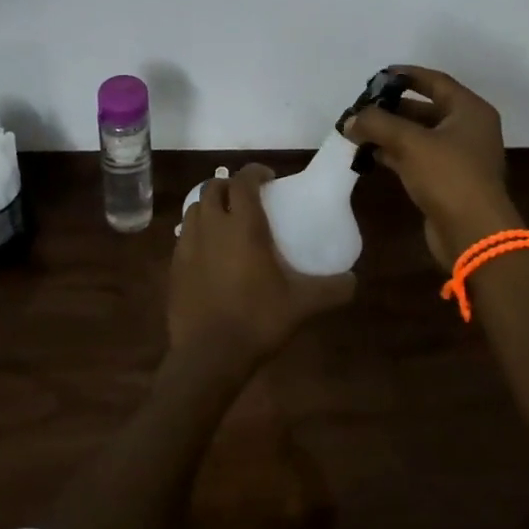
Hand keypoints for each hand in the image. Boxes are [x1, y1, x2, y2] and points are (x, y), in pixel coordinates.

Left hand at [167, 164, 355, 369]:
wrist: (208, 357)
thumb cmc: (257, 320)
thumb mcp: (303, 305)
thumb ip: (332, 289)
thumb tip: (354, 281)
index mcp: (243, 225)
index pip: (243, 180)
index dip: (255, 172)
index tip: (269, 178)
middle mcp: (212, 226)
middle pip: (213, 188)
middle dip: (230, 186)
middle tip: (248, 199)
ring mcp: (188, 246)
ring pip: (195, 209)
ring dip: (210, 206)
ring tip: (226, 222)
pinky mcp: (174, 267)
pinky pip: (184, 236)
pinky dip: (197, 233)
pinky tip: (210, 253)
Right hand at [340, 65, 523, 268]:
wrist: (474, 234)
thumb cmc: (448, 176)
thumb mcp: (410, 143)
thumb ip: (378, 124)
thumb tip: (350, 119)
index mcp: (470, 111)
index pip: (436, 82)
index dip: (407, 75)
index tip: (379, 75)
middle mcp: (468, 130)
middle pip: (426, 109)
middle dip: (393, 108)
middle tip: (362, 107)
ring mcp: (459, 157)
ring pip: (420, 136)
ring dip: (391, 133)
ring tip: (358, 131)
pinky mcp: (448, 181)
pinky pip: (418, 158)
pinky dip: (396, 154)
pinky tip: (370, 155)